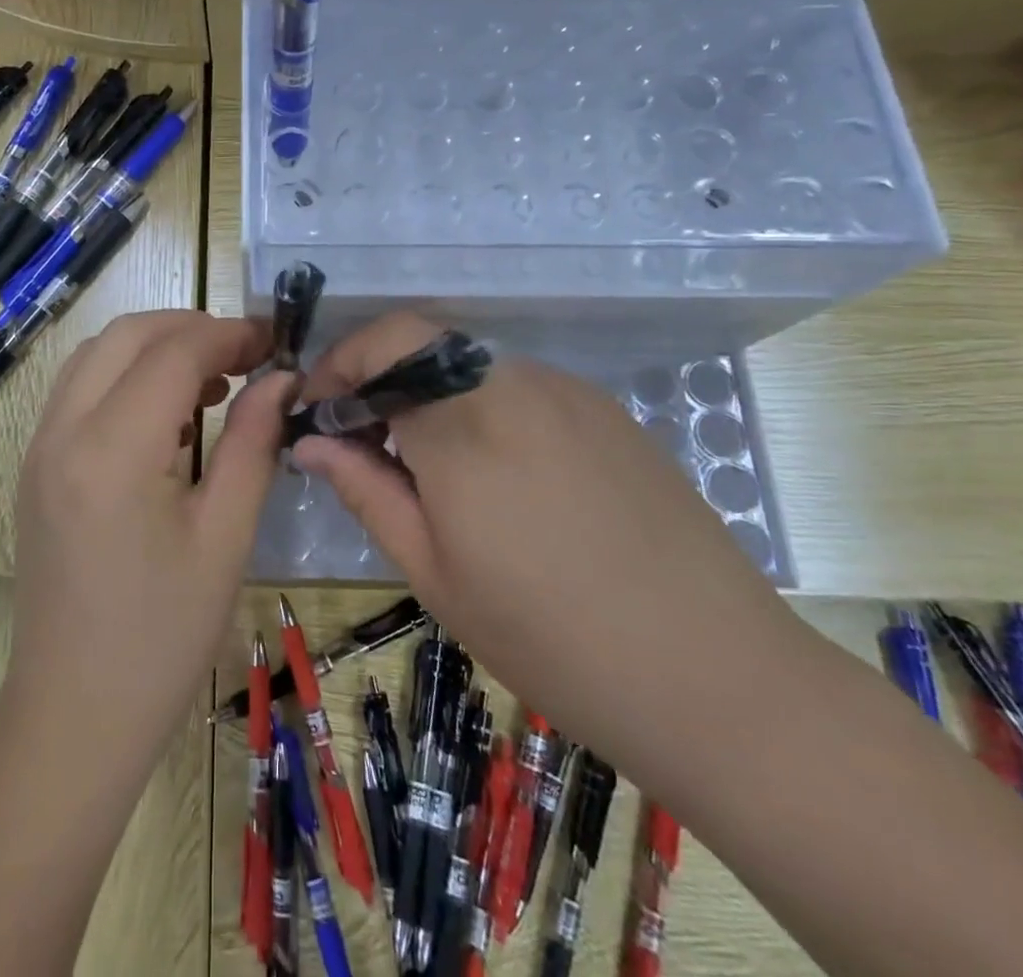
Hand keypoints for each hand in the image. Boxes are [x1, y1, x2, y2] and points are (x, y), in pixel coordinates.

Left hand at [1, 310, 294, 763]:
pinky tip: (168, 418)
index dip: (228, 335)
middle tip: (245, 356)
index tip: (273, 342)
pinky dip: (125, 377)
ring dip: (154, 349)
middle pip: (126, 335)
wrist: (74, 714)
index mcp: (112, 451)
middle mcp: (62, 432)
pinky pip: (79, 390)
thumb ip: (254, 443)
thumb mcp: (225, 538)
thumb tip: (281, 379)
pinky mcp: (35, 466)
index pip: (173, 353)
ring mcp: (39, 447)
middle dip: (190, 328)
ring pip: (96, 355)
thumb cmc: (163, 638)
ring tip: (212, 385)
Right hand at [291, 313, 807, 776]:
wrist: (714, 677)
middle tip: (364, 443)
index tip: (319, 413)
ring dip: (430, 395)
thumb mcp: (433, 572)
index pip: (381, 345)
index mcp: (463, 424)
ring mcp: (567, 392)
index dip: (339, 367)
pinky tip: (498, 475)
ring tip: (428, 466)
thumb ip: (364, 489)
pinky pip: (519, 388)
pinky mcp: (605, 410)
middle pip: (423, 345)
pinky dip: (481, 408)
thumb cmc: (549, 638)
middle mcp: (514, 385)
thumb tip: (308, 441)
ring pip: (469, 366)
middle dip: (379, 380)